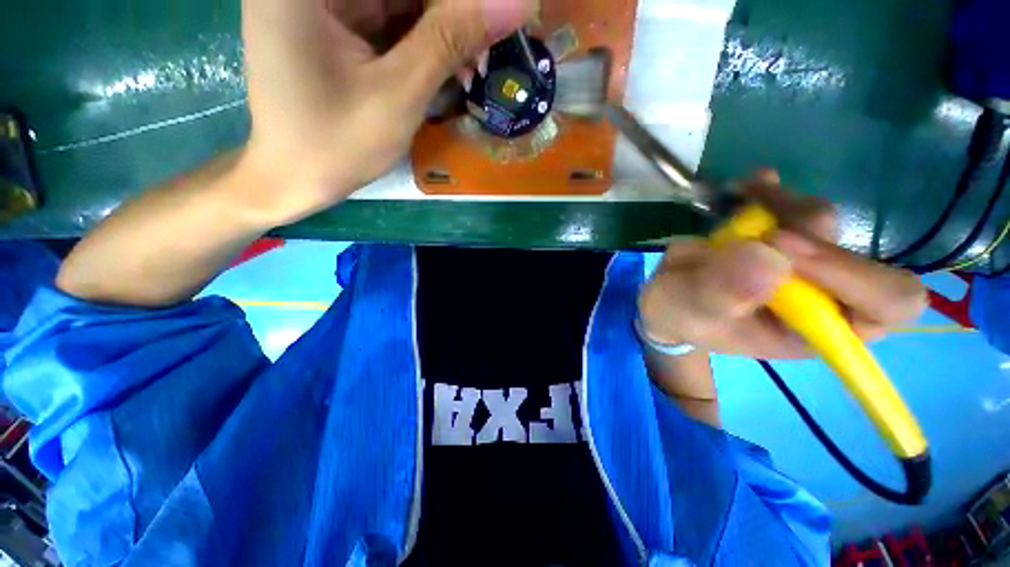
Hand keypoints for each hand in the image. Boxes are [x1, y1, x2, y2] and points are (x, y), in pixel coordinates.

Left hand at [238, 0, 536, 224]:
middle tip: (480, 55)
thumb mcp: (398, 94)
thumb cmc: (337, 145)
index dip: (454, 3)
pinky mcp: (332, 23)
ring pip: (400, 2)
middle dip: (449, 16)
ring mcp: (320, 2)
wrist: (294, 178)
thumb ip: (450, 40)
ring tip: (468, 71)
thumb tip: (515, 1)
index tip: (488, 25)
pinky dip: (421, 42)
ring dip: (440, 32)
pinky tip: (445, 69)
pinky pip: (389, 18)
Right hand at [638, 171, 928, 359]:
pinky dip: (769, 190)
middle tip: (755, 226)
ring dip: (778, 205)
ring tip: (735, 203)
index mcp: (814, 330)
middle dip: (803, 231)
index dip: (850, 273)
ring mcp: (802, 263)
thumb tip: (767, 254)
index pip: (884, 304)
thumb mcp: (687, 312)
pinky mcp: (778, 237)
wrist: (668, 298)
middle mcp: (822, 296)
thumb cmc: (678, 316)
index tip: (778, 247)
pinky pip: (789, 204)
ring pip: (819, 220)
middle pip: (857, 251)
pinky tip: (743, 189)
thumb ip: (719, 294)